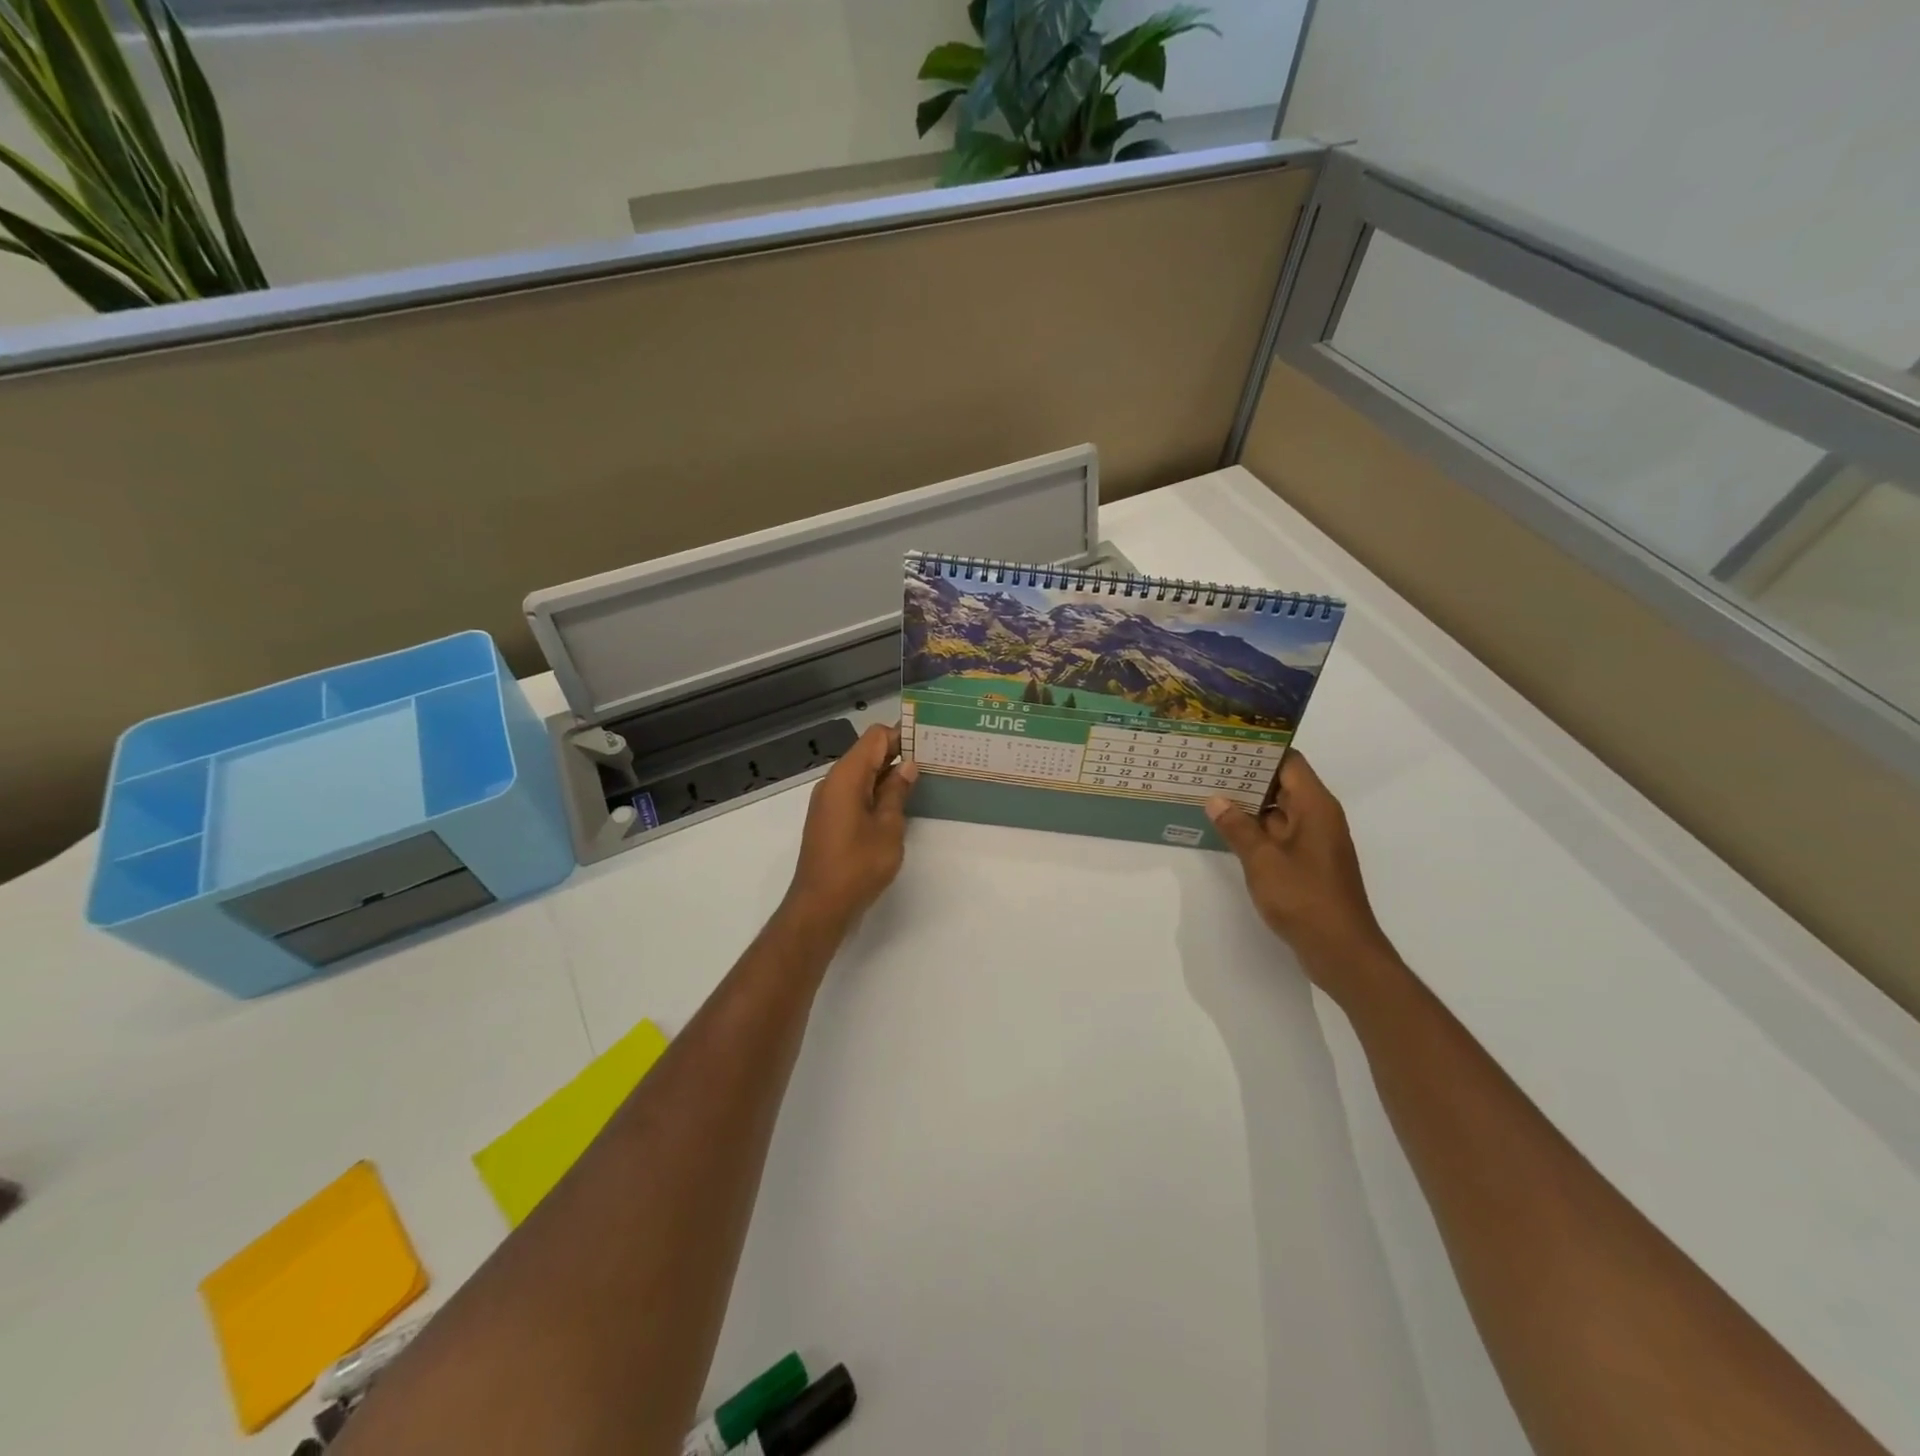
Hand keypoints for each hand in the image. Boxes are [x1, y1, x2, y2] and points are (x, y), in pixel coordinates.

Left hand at [783, 724, 917, 933]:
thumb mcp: (888, 828)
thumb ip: (897, 792)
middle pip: (867, 752)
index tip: (929, 738)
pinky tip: (900, 801)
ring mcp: (830, 801)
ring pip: (862, 773)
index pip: (875, 737)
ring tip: (923, 777)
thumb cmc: (857, 865)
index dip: (901, 733)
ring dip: (888, 773)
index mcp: (846, 776)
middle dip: (898, 751)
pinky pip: (856, 792)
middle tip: (935, 756)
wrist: (820, 906)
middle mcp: (834, 782)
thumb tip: (907, 765)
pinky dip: (877, 791)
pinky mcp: (831, 818)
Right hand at [1206, 752, 1389, 988]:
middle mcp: (1318, 817)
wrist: (1341, 951)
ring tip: (1208, 792)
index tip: (1226, 742)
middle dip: (1247, 775)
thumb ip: (1238, 827)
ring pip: (1278, 809)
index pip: (1289, 762)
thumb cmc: (1305, 899)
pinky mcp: (1307, 862)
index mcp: (1315, 807)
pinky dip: (1254, 828)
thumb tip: (1215, 800)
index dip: (1260, 749)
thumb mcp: (1263, 861)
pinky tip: (1225, 829)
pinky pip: (1278, 833)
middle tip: (1206, 766)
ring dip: (1247, 803)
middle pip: (1282, 782)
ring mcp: (1313, 841)